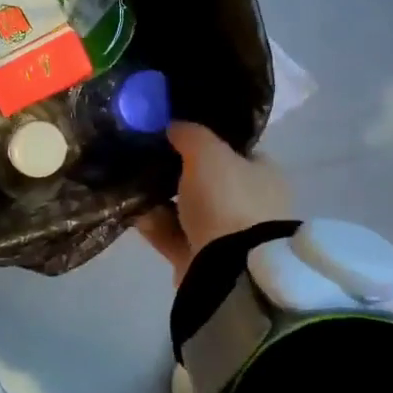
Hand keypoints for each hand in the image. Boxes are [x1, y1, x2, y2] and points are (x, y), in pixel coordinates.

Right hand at [136, 122, 291, 284]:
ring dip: (160, 199)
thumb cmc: (228, 200)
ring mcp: (225, 235)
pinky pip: (171, 234)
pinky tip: (130, 211)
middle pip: (207, 182)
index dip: (206, 142)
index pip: (234, 152)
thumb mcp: (209, 153)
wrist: (229, 268)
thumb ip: (191, 134)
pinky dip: (153, 224)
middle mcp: (249, 204)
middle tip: (145, 158)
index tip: (174, 135)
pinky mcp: (201, 259)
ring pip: (186, 209)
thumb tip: (174, 125)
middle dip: (176, 172)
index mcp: (263, 175)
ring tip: (131, 183)